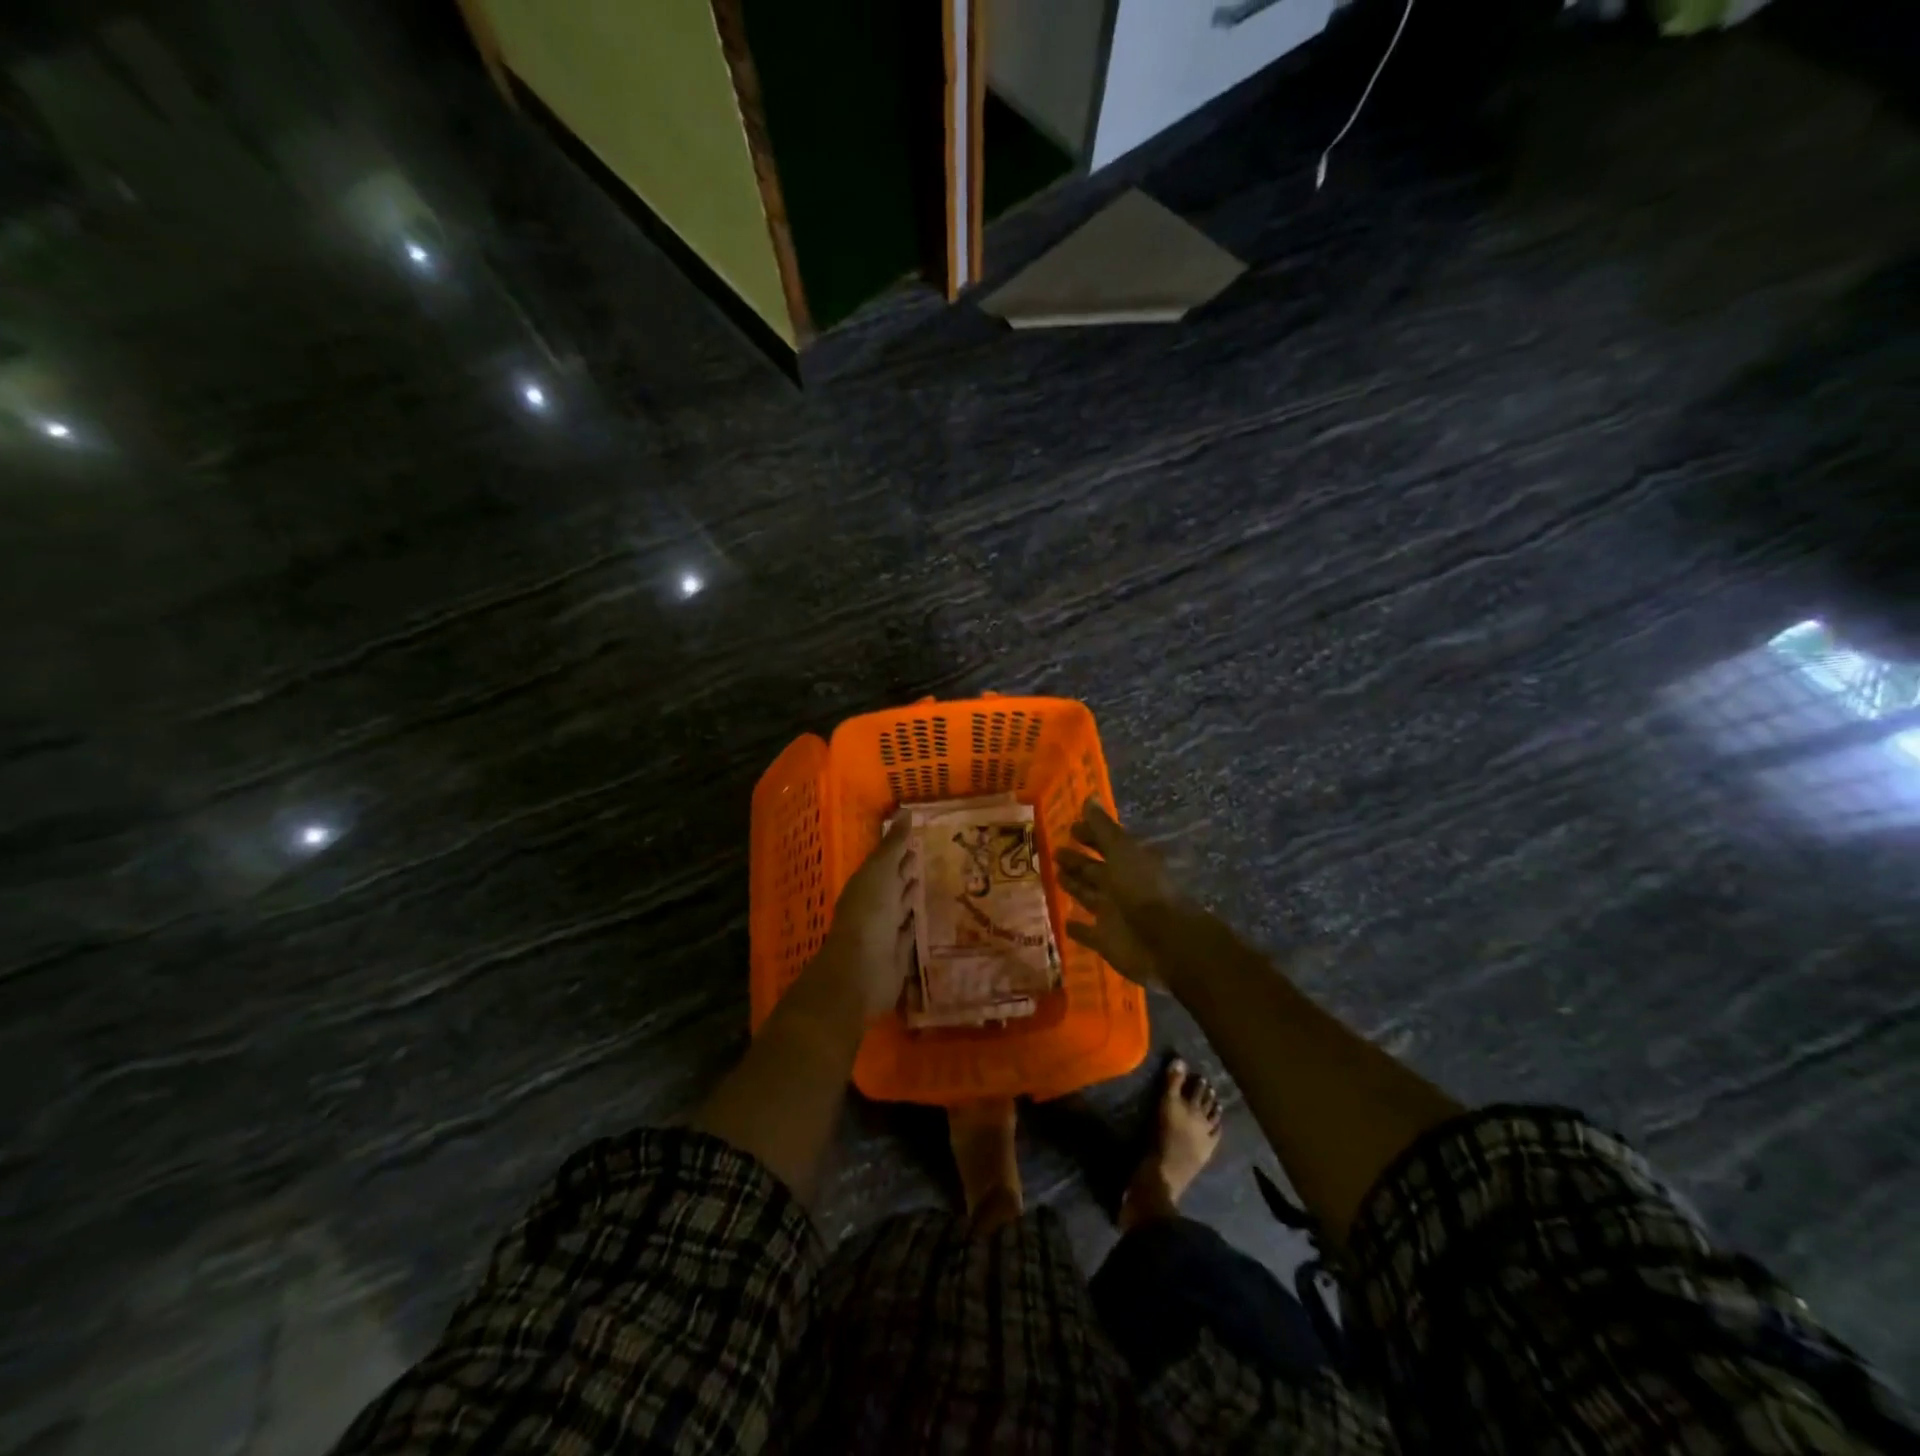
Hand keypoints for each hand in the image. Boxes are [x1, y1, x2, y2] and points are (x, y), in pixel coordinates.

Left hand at [814, 818, 919, 1020]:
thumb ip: (893, 845)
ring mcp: (885, 930)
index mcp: (866, 883)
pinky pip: (910, 933)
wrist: (861, 971)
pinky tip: (928, 915)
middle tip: (929, 852)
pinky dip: (917, 923)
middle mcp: (874, 905)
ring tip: (932, 878)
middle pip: (893, 882)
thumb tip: (905, 811)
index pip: (885, 860)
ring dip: (912, 894)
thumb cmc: (868, 914)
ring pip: (901, 906)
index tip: (918, 831)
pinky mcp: (898, 954)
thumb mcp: (881, 871)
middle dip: (907, 869)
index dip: (899, 847)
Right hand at [1054, 799, 1193, 990]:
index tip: (1069, 828)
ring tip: (1054, 876)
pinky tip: (1064, 921)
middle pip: (1094, 870)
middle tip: (1054, 851)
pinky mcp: (1106, 941)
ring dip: (1073, 886)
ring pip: (1088, 896)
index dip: (1089, 835)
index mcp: (1128, 863)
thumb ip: (1102, 829)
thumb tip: (1089, 798)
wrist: (1165, 942)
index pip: (1105, 844)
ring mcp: (1113, 914)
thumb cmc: (1143, 890)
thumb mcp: (1121, 852)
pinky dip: (1077, 928)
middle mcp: (1120, 886)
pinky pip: (1088, 932)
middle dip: (1076, 860)